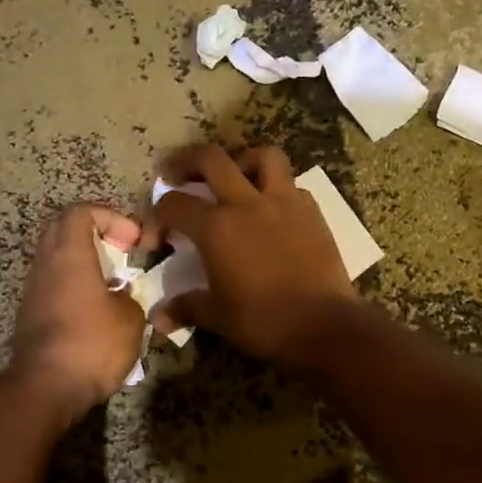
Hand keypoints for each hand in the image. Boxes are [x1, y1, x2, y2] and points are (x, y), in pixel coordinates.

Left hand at [7, 205, 147, 421]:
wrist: (45, 388)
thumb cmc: (92, 343)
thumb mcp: (131, 319)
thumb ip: (130, 298)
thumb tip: (122, 297)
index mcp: (70, 254)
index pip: (81, 211)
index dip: (111, 216)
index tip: (133, 241)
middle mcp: (46, 264)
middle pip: (63, 229)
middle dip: (95, 233)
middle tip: (121, 253)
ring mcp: (33, 290)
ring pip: (57, 258)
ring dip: (84, 262)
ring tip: (112, 285)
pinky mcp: (30, 314)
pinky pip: (53, 284)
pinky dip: (74, 285)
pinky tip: (96, 311)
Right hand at [150, 144, 360, 368]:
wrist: (325, 326)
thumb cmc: (264, 322)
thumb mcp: (218, 316)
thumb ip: (186, 307)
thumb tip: (158, 319)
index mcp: (217, 227)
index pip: (174, 204)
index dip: (156, 217)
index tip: (157, 240)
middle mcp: (247, 203)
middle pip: (211, 158)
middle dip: (186, 160)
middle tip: (176, 174)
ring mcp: (284, 202)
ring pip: (263, 157)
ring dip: (242, 160)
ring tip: (234, 177)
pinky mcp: (312, 212)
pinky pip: (291, 185)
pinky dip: (276, 189)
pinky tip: (271, 209)